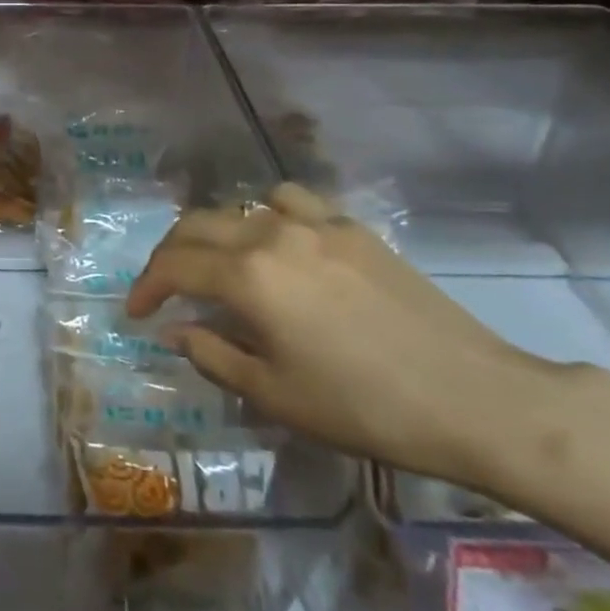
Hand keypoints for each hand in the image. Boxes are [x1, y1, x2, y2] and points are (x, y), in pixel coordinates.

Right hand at [125, 182, 566, 490]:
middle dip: (170, 255)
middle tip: (164, 288)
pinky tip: (281, 246)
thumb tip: (176, 330)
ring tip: (220, 264)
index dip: (146, 287)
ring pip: (242, 207)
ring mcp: (316, 224)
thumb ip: (213, 354)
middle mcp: (272, 234)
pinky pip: (292, 203)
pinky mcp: (353, 227)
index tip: (136, 313)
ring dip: (217, 232)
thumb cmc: (364, 407)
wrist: (474, 398)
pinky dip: (269, 216)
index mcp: (248, 276)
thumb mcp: (275, 395)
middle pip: (198, 225)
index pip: (175, 265)